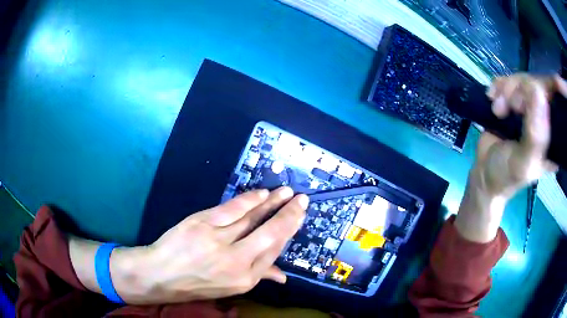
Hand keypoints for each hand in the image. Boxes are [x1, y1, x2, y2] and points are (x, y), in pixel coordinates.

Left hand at [109, 187, 307, 303]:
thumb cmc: (195, 284)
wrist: (159, 276)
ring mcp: (219, 241)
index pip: (274, 251)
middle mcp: (237, 262)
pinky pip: (232, 210)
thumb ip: (258, 277)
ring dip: (272, 203)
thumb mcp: (229, 287)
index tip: (298, 216)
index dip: (288, 231)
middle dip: (289, 215)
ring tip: (286, 192)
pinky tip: (262, 194)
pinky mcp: (202, 224)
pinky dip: (249, 200)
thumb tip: (283, 276)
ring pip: (253, 218)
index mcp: (245, 279)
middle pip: (270, 234)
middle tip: (301, 200)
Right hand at [455, 74, 560, 242]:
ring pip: (523, 80)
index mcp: (554, 138)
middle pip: (540, 85)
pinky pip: (509, 80)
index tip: (543, 86)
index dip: (553, 87)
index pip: (559, 103)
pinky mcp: (516, 101)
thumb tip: (538, 93)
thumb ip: (534, 136)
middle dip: (522, 90)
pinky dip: (499, 86)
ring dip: (507, 90)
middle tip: (509, 106)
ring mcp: (530, 108)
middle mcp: (545, 119)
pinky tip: (492, 99)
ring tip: (497, 110)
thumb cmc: (506, 176)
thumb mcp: (523, 163)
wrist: (485, 174)